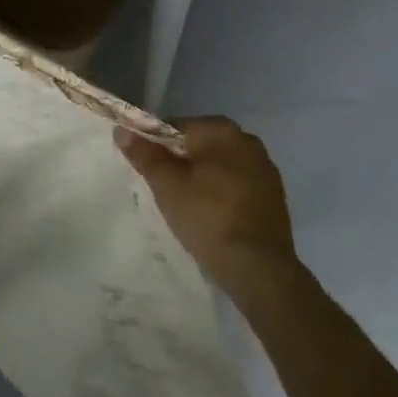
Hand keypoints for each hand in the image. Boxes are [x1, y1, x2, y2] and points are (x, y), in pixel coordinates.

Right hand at [116, 117, 299, 300]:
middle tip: (164, 188)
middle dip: (180, 161)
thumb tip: (122, 130)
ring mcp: (266, 171)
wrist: (260, 270)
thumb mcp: (166, 185)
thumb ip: (144, 154)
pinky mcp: (275, 198)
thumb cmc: (208, 217)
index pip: (176, 126)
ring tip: (186, 205)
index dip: (155, 145)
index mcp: (222, 130)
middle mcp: (248, 142)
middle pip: (199, 145)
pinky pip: (237, 185)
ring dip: (202, 178)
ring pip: (219, 166)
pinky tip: (211, 216)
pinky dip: (221, 194)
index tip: (147, 168)